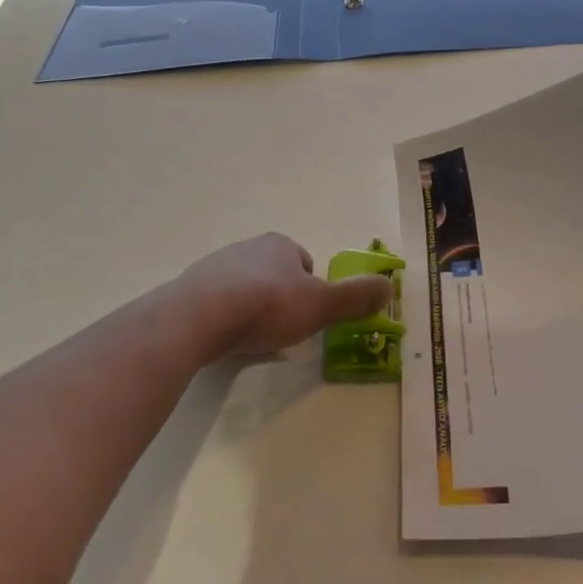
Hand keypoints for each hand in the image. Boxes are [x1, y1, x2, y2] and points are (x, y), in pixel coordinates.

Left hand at [177, 233, 393, 358]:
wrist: (200, 316)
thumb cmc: (268, 306)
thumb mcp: (322, 305)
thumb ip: (356, 298)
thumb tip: (390, 286)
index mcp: (280, 244)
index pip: (304, 263)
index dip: (311, 290)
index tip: (308, 317)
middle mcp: (248, 247)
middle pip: (274, 275)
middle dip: (281, 299)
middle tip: (283, 331)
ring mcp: (216, 265)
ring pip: (246, 287)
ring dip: (252, 308)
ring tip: (254, 338)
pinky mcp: (191, 288)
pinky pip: (218, 302)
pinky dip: (226, 318)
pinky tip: (226, 339)